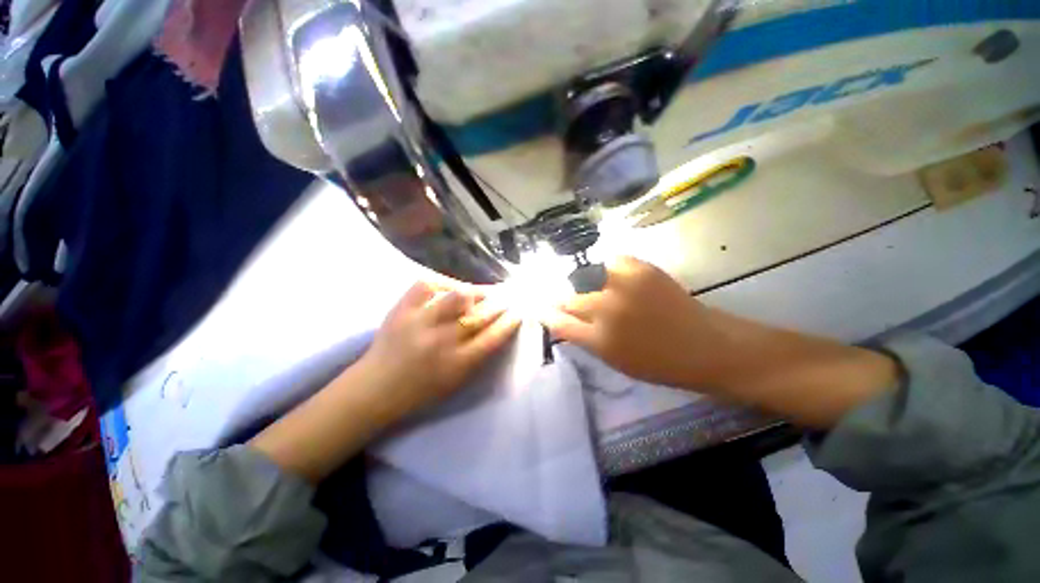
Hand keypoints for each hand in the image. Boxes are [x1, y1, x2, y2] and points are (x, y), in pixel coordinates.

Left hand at [361, 280, 521, 416]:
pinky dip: (443, 283)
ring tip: (478, 293)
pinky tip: (450, 288)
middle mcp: (442, 341)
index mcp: (458, 363)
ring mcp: (420, 322)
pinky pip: (428, 284)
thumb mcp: (458, 381)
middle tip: (505, 299)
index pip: (495, 336)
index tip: (518, 311)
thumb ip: (480, 355)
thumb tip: (498, 327)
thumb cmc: (423, 389)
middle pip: (481, 314)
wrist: (376, 387)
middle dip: (500, 304)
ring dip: (475, 292)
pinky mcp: (402, 309)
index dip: (510, 320)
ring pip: (458, 296)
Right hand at [542, 256, 897, 427]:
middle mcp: (605, 311)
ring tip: (591, 288)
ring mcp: (622, 286)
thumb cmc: (660, 364)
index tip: (539, 307)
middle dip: (561, 299)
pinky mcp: (640, 269)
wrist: (706, 347)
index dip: (546, 314)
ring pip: (585, 278)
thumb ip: (586, 339)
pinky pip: (610, 262)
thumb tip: (564, 320)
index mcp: (598, 340)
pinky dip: (607, 267)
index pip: (558, 322)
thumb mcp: (615, 361)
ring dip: (582, 284)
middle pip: (568, 299)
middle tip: (561, 297)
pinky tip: (610, 274)